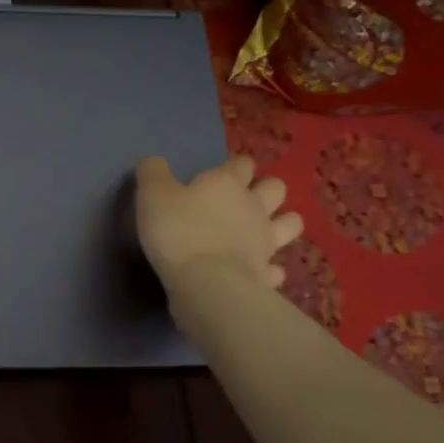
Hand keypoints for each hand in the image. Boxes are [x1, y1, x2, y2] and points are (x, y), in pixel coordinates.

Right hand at [134, 154, 303, 295]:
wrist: (205, 283)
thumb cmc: (178, 231)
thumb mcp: (152, 195)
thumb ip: (152, 173)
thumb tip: (152, 160)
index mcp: (227, 183)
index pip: (242, 164)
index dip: (235, 166)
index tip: (224, 172)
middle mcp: (254, 207)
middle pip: (276, 188)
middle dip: (266, 189)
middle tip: (246, 199)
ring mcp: (266, 242)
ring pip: (291, 223)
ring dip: (282, 223)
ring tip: (264, 230)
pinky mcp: (266, 274)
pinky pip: (277, 268)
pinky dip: (270, 268)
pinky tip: (258, 270)